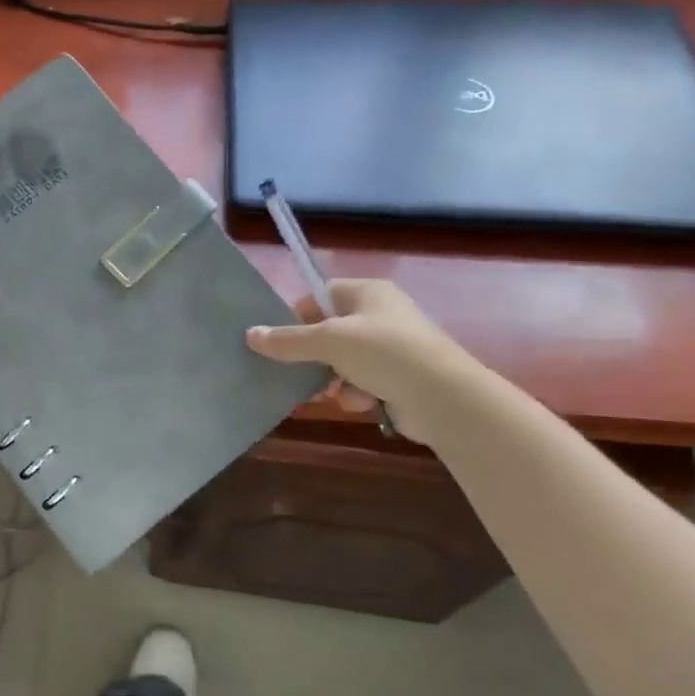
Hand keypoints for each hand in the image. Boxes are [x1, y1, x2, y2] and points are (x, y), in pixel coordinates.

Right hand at [245, 280, 484, 444]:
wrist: (444, 398)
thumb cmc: (384, 353)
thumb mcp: (328, 341)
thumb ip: (287, 340)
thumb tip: (250, 335)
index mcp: (368, 293)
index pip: (320, 295)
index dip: (297, 316)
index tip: (279, 339)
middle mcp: (381, 314)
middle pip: (329, 332)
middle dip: (313, 355)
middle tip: (295, 371)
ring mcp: (392, 347)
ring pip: (342, 361)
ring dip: (333, 379)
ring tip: (333, 392)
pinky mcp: (399, 378)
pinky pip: (361, 382)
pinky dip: (356, 393)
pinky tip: (362, 403)